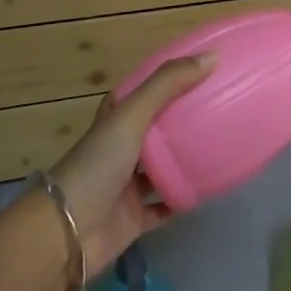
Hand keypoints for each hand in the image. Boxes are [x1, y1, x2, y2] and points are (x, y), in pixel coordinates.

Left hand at [47, 53, 215, 277]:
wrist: (66, 234)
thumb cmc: (97, 165)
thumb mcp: (131, 115)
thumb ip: (168, 84)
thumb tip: (212, 57)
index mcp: (116, 120)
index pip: (143, 92)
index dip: (167, 79)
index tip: (201, 69)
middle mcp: (121, 148)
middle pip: (157, 127)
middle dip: (184, 117)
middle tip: (223, 104)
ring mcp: (128, 184)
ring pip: (164, 166)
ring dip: (187, 157)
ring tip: (224, 142)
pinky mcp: (136, 217)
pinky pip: (167, 204)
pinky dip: (185, 197)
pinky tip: (212, 187)